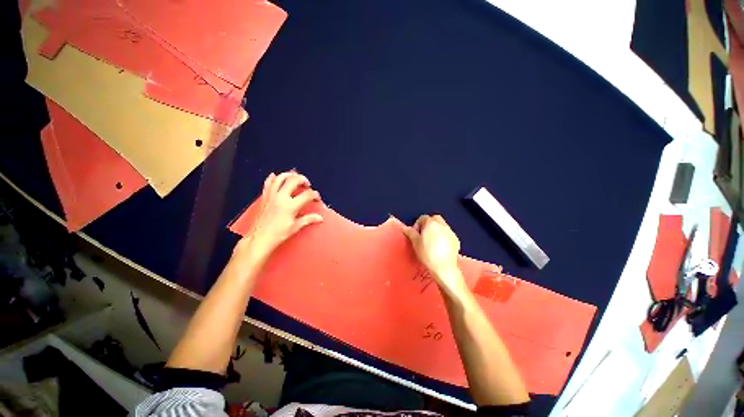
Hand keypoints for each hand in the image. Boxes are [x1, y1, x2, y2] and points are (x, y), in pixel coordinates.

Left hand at [235, 171, 322, 260]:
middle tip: (307, 185)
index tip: (317, 198)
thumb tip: (320, 218)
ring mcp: (271, 196)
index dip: (315, 195)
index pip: (307, 194)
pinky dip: (273, 178)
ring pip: (280, 178)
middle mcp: (281, 197)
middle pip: (294, 180)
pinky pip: (268, 183)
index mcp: (291, 206)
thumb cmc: (278, 234)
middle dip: (303, 180)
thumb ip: (308, 219)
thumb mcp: (295, 227)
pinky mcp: (264, 197)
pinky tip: (276, 176)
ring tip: (295, 177)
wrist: (259, 238)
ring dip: (289, 175)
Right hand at [404, 215, 465, 292]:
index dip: (417, 224)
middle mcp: (442, 225)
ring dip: (437, 229)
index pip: (423, 218)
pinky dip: (443, 236)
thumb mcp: (415, 243)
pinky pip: (448, 234)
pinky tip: (440, 246)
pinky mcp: (456, 240)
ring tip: (432, 240)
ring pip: (442, 225)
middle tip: (424, 234)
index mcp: (431, 223)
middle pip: (435, 218)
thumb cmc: (427, 253)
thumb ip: (410, 233)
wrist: (444, 267)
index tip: (415, 233)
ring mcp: (450, 232)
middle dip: (429, 223)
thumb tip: (404, 228)